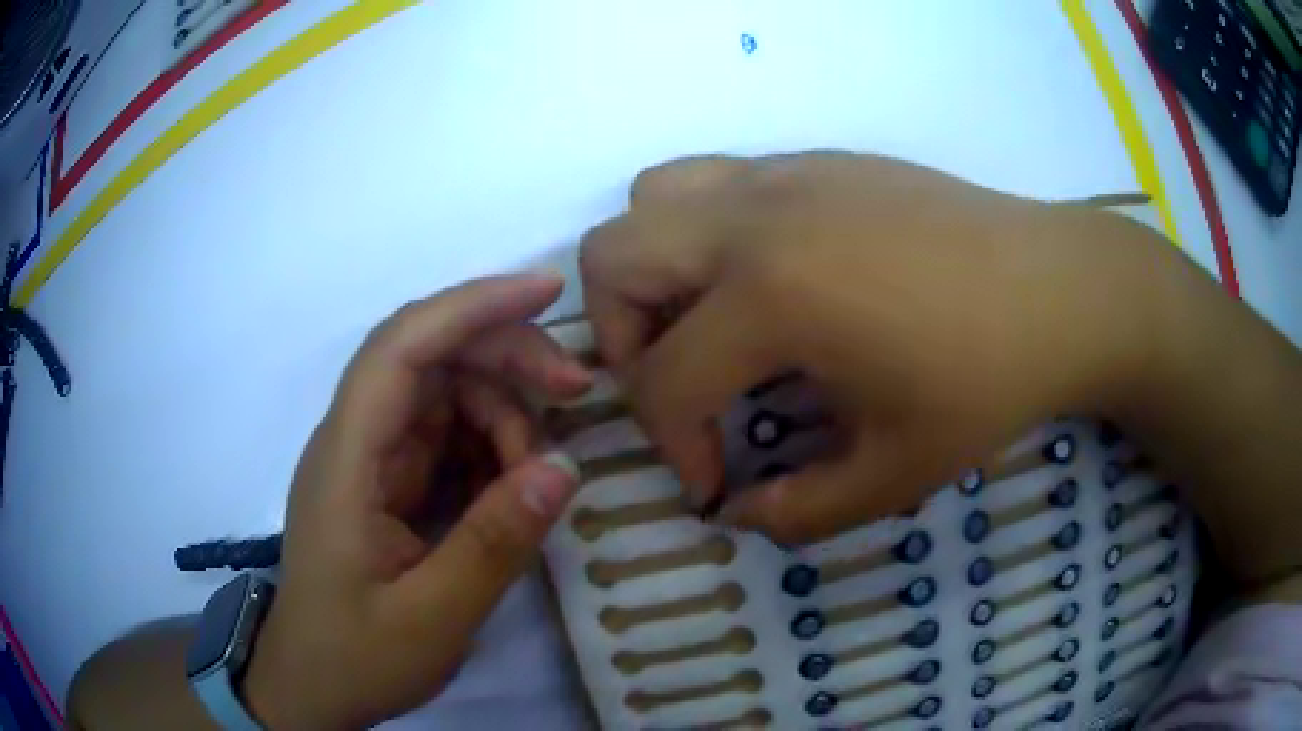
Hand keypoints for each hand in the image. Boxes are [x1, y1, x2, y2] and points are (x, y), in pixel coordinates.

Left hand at [241, 275, 591, 729]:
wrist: (312, 686)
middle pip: (430, 357)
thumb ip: (494, 544)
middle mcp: (355, 441)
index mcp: (347, 460)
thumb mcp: (432, 618)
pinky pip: (447, 438)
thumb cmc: (355, 656)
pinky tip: (513, 486)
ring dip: (503, 414)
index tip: (547, 291)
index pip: (403, 347)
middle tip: (575, 394)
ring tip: (538, 475)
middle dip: (506, 359)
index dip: (472, 306)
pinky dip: (490, 448)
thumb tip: (564, 468)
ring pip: (446, 395)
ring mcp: (371, 460)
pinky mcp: (388, 483)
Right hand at [580, 152, 1178, 542]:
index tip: (715, 481)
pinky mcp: (815, 160)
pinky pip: (713, 181)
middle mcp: (754, 217)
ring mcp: (783, 174)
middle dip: (621, 339)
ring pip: (650, 199)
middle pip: (609, 259)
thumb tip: (738, 512)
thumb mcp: (895, 473)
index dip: (673, 448)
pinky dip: (703, 234)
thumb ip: (798, 511)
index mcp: (771, 294)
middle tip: (682, 383)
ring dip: (652, 269)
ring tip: (709, 320)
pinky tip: (770, 281)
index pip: (662, 380)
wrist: (1061, 290)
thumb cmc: (990, 381)